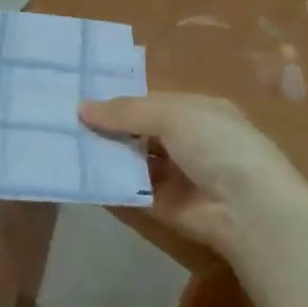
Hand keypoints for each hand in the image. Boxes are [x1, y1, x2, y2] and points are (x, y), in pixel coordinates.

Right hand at [80, 93, 307, 260]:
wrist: (246, 208)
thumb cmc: (215, 144)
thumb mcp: (170, 115)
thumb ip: (125, 111)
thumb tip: (81, 108)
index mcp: (196, 112)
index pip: (150, 102)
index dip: (118, 101)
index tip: (79, 98)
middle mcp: (186, 141)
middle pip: (138, 132)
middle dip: (106, 128)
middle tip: (61, 122)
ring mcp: (174, 175)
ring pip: (131, 161)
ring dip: (103, 155)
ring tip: (61, 145)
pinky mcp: (162, 206)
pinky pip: (129, 191)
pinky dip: (107, 184)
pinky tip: (76, 174)